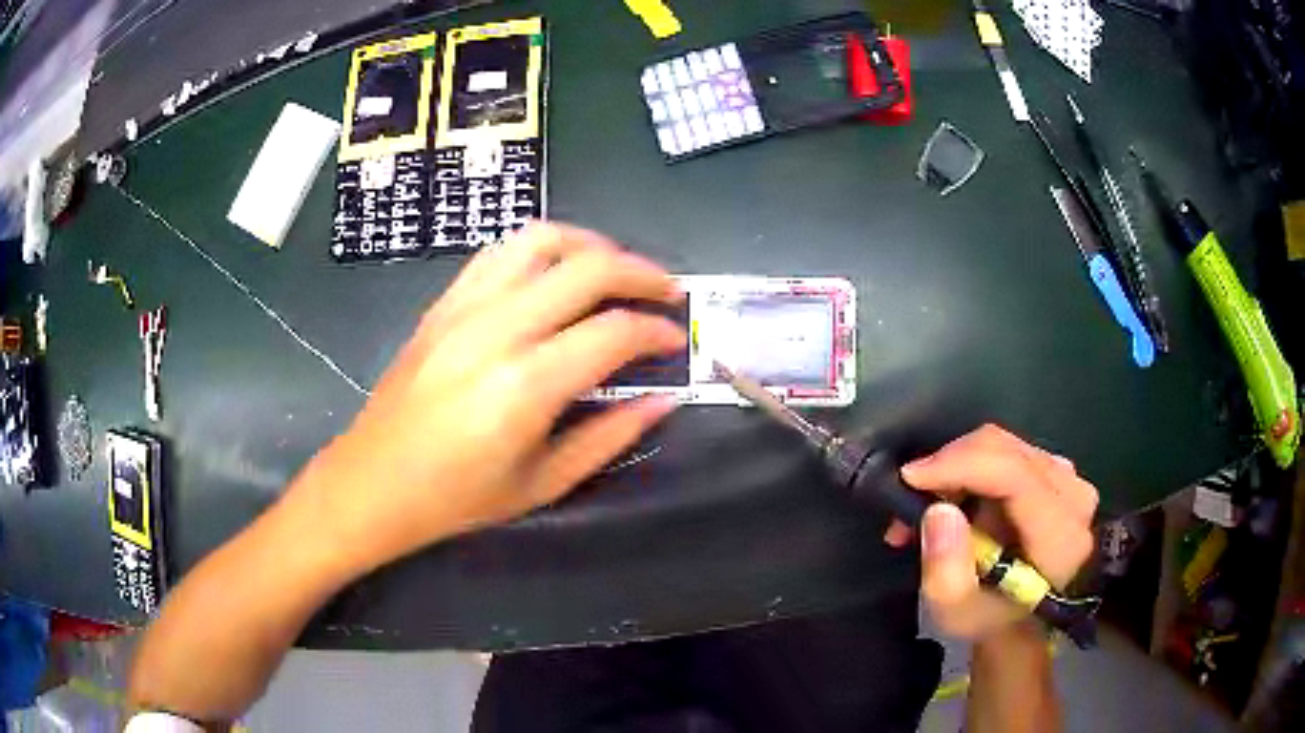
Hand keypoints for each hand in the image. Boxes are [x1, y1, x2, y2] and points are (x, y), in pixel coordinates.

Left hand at [296, 223, 685, 571]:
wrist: (373, 482)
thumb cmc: (457, 498)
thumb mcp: (543, 483)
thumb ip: (610, 436)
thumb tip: (664, 399)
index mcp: (527, 384)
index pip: (614, 332)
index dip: (657, 331)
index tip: (676, 341)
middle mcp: (498, 328)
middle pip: (588, 267)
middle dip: (642, 273)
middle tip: (666, 293)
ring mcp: (465, 306)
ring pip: (542, 239)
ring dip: (592, 245)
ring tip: (616, 270)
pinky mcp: (444, 302)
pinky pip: (501, 251)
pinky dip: (542, 249)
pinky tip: (556, 274)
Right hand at [884, 425, 1097, 639]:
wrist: (1027, 620)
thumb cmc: (992, 622)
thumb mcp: (957, 615)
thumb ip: (945, 570)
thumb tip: (937, 510)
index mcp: (1060, 536)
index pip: (1014, 475)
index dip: (960, 465)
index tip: (910, 477)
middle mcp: (1072, 494)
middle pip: (1005, 450)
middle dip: (949, 466)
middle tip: (909, 500)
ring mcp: (1067, 477)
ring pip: (1002, 445)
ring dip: (956, 468)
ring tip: (927, 508)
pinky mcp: (1055, 470)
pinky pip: (1006, 451)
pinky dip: (970, 468)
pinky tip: (953, 499)